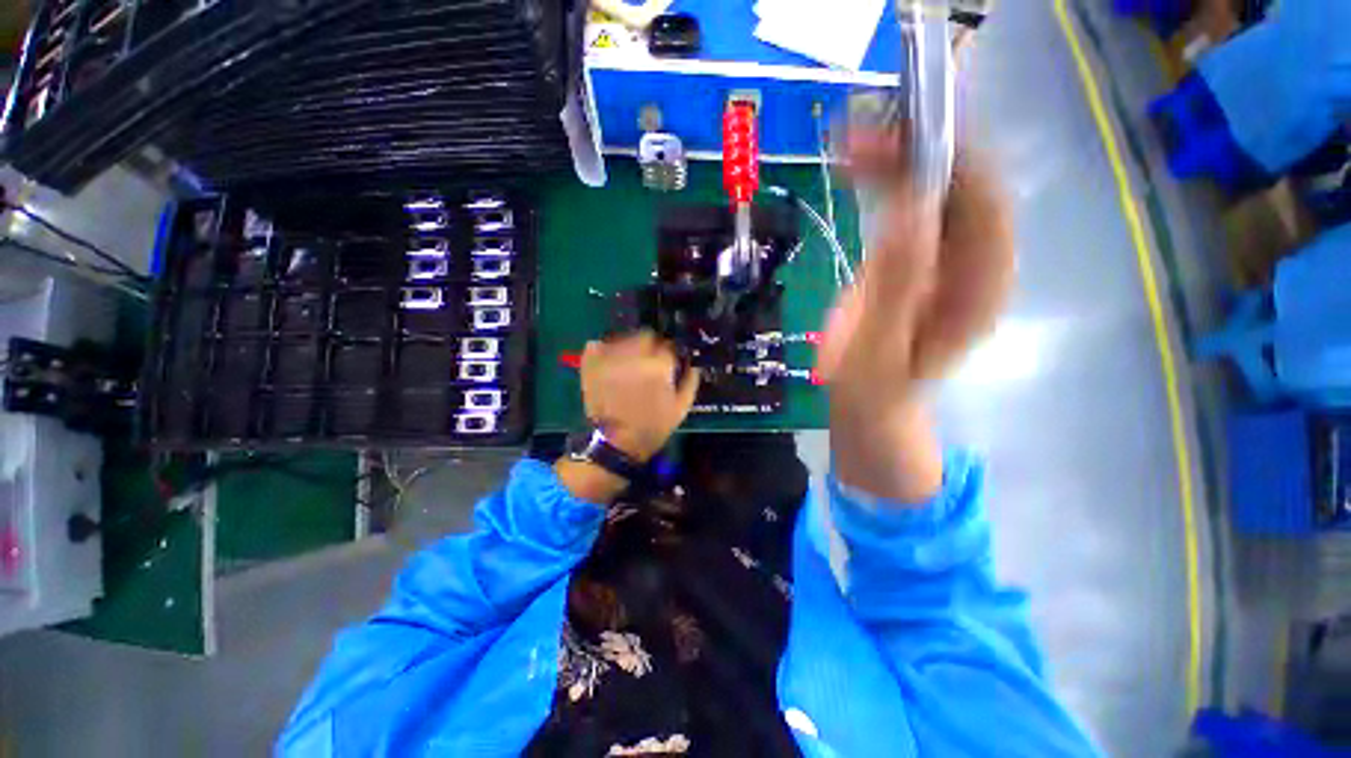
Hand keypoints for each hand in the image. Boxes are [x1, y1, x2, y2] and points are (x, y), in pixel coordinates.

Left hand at [580, 330, 699, 461]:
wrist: (615, 443)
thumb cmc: (652, 427)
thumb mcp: (681, 407)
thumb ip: (691, 379)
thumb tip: (691, 362)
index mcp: (658, 365)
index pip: (668, 343)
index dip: (670, 352)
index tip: (669, 361)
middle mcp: (634, 355)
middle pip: (646, 335)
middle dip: (651, 344)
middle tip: (650, 360)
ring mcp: (610, 357)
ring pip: (624, 337)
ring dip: (630, 346)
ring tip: (630, 362)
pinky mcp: (591, 362)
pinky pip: (599, 344)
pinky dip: (605, 349)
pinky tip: (611, 361)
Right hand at [818, 129, 1014, 501]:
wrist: (871, 401)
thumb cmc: (874, 388)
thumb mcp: (878, 349)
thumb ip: (895, 290)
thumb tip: (909, 211)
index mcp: (980, 288)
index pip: (985, 208)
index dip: (953, 161)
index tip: (907, 132)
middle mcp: (975, 263)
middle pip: (963, 187)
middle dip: (919, 151)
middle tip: (862, 134)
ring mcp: (947, 256)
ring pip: (937, 188)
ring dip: (899, 159)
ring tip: (852, 144)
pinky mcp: (919, 254)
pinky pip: (912, 203)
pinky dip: (887, 179)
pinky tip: (859, 167)